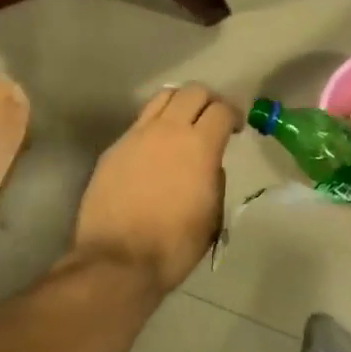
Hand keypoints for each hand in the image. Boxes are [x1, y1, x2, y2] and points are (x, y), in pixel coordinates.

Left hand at [73, 84, 239, 291]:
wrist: (118, 260)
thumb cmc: (174, 245)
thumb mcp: (212, 215)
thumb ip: (215, 179)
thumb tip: (209, 165)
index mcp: (199, 146)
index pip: (222, 109)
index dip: (234, 114)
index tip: (236, 127)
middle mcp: (168, 130)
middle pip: (192, 91)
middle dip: (208, 100)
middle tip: (212, 120)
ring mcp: (136, 135)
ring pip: (162, 98)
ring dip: (179, 103)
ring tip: (183, 123)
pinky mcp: (114, 148)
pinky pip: (139, 122)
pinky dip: (154, 125)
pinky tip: (154, 149)